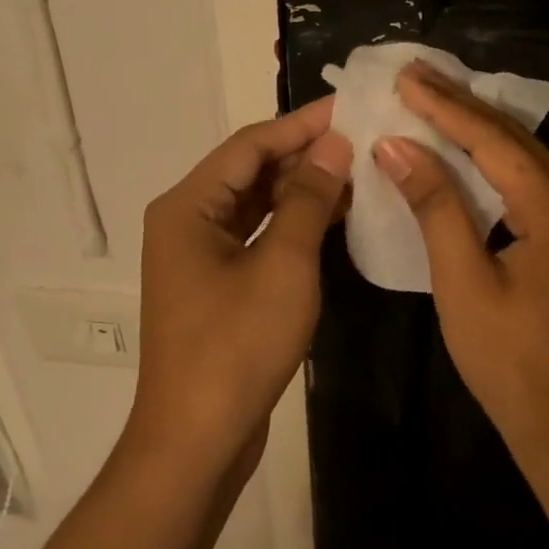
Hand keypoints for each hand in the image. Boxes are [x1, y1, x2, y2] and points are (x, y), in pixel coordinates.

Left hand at [128, 99, 351, 485]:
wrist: (196, 442)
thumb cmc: (236, 346)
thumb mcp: (283, 265)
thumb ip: (309, 199)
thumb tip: (335, 145)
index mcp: (187, 206)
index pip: (250, 144)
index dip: (301, 123)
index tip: (349, 107)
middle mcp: (186, 221)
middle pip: (250, 171)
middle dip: (304, 155)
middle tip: (362, 139)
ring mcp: (198, 255)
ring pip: (255, 204)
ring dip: (301, 189)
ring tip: (357, 171)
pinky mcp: (215, 284)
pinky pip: (255, 237)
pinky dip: (291, 225)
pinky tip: (333, 217)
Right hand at [372, 63, 548, 485]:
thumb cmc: (512, 364)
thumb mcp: (464, 283)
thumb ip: (435, 207)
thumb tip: (397, 146)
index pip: (493, 142)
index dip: (445, 107)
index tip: (405, 76)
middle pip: (517, 141)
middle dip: (463, 106)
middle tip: (417, 75)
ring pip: (530, 161)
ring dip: (482, 131)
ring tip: (437, 100)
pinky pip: (539, 186)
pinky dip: (500, 164)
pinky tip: (472, 152)